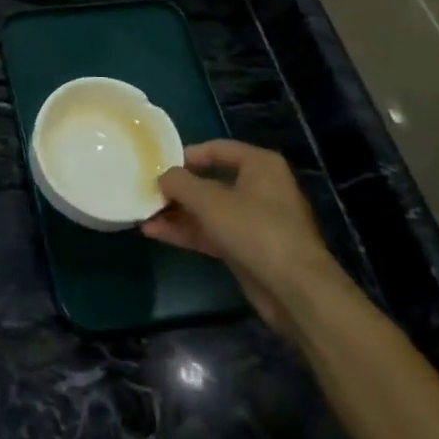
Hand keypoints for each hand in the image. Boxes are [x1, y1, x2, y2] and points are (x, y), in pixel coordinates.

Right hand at [148, 141, 344, 335]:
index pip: (217, 149)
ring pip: (209, 210)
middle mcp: (260, 188)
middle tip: (147, 191)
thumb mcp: (209, 200)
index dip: (186, 155)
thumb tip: (163, 176)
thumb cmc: (254, 229)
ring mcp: (255, 221)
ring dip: (178, 213)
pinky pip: (212, 232)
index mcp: (260, 165)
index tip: (159, 165)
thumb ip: (179, 183)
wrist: (295, 289)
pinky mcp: (249, 248)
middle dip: (178, 189)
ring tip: (143, 214)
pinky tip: (156, 233)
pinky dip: (187, 232)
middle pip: (211, 181)